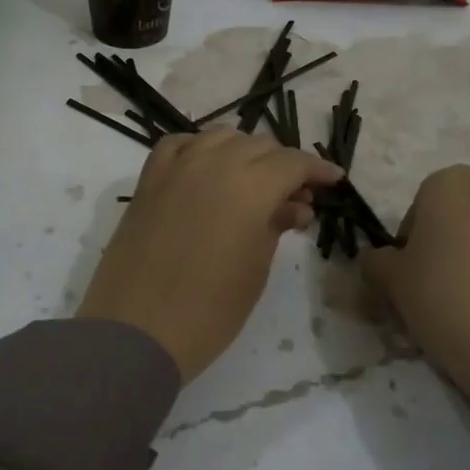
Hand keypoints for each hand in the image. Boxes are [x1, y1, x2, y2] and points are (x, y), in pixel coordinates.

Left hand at [78, 129, 341, 382]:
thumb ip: (276, 226)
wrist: (135, 331)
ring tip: (255, 183)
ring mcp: (175, 168)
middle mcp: (213, 163)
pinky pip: (178, 146)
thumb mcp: (255, 269)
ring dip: (245, 153)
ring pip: (220, 138)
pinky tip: (207, 170)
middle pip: (259, 146)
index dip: (317, 170)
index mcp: (249, 186)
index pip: (292, 163)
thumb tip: (294, 205)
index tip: (334, 181)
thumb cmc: (208, 311)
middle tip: (298, 195)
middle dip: (284, 165)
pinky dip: (199, 150)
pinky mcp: (148, 181)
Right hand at [362, 165, 469, 412]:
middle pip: (457, 215)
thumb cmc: (448, 303)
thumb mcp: (391, 283)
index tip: (409, 279)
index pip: (416, 210)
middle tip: (437, 288)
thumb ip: (376, 261)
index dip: (408, 246)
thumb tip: (379, 260)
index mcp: (450, 182)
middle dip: (445, 244)